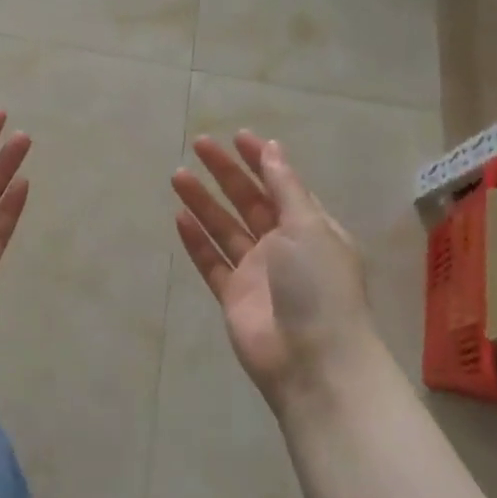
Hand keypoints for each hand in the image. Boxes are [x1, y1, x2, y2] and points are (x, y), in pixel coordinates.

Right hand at [171, 131, 380, 414]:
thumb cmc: (318, 286)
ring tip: (177, 176)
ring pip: (224, 229)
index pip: (282, 185)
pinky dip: (196, 241)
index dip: (261, 160)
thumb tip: (273, 148)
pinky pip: (211, 262)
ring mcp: (256, 272)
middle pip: (249, 202)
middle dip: (225, 174)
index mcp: (310, 228)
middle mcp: (283, 246)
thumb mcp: (308, 227)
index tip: (237, 137)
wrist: (312, 361)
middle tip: (198, 146)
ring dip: (203, 202)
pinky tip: (179, 217)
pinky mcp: (233, 296)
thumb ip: (285, 188)